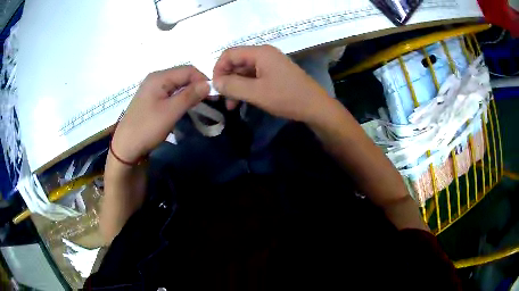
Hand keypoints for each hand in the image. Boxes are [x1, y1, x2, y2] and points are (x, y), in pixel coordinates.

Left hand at [111, 66, 209, 163]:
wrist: (126, 147)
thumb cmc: (147, 128)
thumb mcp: (171, 111)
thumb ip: (190, 95)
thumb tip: (209, 84)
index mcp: (159, 77)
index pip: (188, 70)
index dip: (202, 80)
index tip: (212, 96)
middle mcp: (155, 78)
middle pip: (182, 76)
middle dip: (196, 86)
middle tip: (206, 102)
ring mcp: (152, 89)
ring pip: (177, 85)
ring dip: (189, 93)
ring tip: (197, 106)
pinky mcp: (151, 99)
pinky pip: (170, 93)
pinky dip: (179, 98)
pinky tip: (183, 108)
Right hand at [213, 45, 330, 122]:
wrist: (315, 107)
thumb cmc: (286, 97)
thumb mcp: (256, 93)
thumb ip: (233, 86)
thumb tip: (214, 82)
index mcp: (260, 53)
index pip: (229, 54)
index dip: (218, 69)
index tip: (215, 87)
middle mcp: (264, 54)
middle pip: (236, 62)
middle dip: (227, 80)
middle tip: (222, 99)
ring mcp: (271, 64)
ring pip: (244, 71)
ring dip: (235, 86)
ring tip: (231, 105)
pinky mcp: (275, 73)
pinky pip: (254, 77)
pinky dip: (246, 88)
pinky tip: (242, 102)